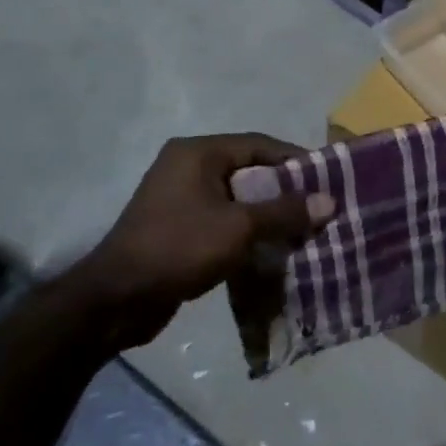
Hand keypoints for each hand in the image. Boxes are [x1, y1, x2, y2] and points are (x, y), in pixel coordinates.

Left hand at [75, 134, 333, 346]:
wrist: (116, 300)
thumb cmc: (178, 248)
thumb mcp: (238, 228)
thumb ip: (284, 212)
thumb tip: (330, 201)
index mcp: (198, 153)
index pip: (259, 144)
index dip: (296, 160)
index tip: (328, 179)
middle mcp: (188, 167)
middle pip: (249, 171)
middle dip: (285, 191)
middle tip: (319, 209)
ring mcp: (180, 198)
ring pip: (238, 199)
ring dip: (268, 215)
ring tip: (303, 232)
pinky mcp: (178, 228)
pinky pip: (223, 221)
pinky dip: (248, 232)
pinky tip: (272, 251)